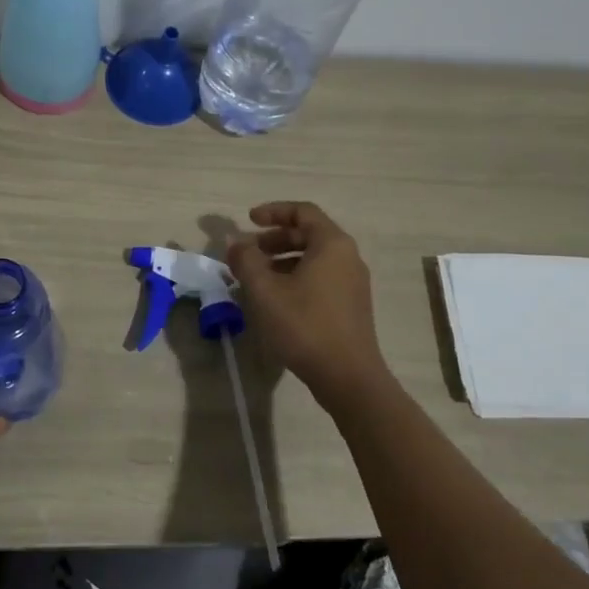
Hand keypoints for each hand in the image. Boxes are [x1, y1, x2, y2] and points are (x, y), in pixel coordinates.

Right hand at [226, 201, 390, 406]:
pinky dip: (295, 277)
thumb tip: (236, 243)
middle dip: (274, 238)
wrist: (348, 377)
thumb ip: (246, 260)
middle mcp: (348, 257)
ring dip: (282, 260)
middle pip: (309, 234)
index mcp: (332, 244)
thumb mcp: (265, 290)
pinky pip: (320, 278)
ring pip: (314, 258)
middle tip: (248, 252)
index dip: (273, 211)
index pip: (303, 212)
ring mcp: (352, 283)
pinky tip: (275, 299)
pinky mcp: (351, 305)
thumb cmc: (304, 325)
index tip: (248, 221)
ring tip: (256, 277)